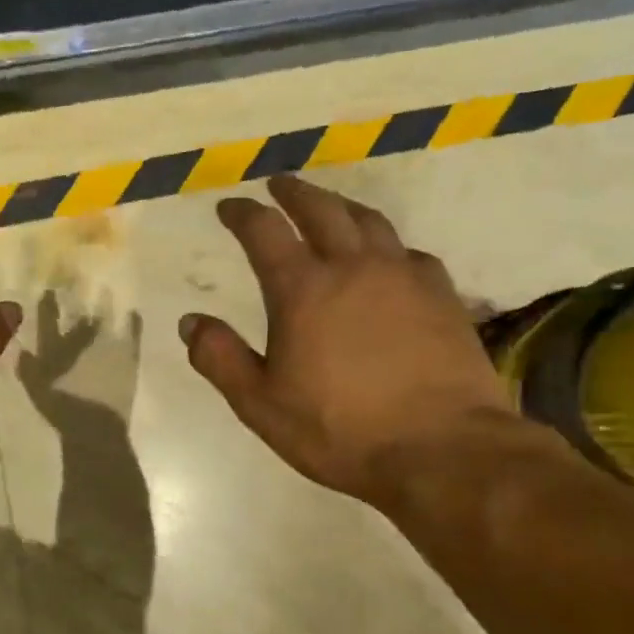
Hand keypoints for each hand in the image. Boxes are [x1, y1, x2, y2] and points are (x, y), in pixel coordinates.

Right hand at [181, 176, 512, 503]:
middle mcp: (353, 268)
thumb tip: (190, 321)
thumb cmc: (339, 429)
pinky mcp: (442, 295)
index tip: (229, 206)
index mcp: (302, 290)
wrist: (441, 449)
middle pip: (321, 210)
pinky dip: (387, 245)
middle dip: (295, 193)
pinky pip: (409, 252)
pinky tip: (388, 257)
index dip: (243, 214)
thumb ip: (220, 358)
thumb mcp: (260, 403)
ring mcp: (404, 277)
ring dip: (342, 206)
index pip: (265, 232)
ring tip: (330, 206)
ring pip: (370, 222)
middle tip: (279, 184)